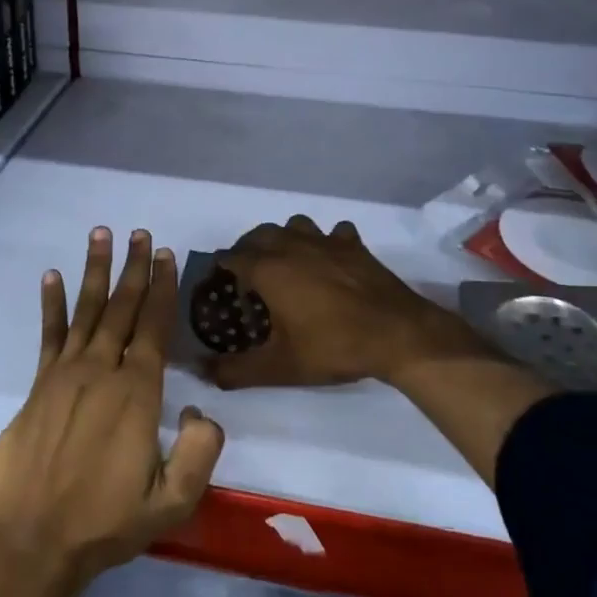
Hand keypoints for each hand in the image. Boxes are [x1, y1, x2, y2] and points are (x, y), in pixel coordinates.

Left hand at [0, 228, 225, 594]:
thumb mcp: (172, 502)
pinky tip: (52, 276)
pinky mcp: (38, 387)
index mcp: (137, 394)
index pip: (154, 328)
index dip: (163, 288)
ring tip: (101, 235)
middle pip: (123, 308)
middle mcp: (102, 372)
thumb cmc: (108, 523)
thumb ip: (200, 453)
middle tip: (140, 233)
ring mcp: (65, 375)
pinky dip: (51, 305)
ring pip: (87, 311)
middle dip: (134, 268)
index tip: (166, 255)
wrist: (36, 544)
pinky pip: (48, 336)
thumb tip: (201, 411)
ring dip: (95, 271)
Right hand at [209, 216, 486, 390]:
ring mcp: (325, 241)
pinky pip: (333, 232)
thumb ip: (235, 370)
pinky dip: (327, 241)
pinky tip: (330, 260)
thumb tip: (200, 370)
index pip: (231, 257)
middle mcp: (292, 245)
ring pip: (294, 225)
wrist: (397, 335)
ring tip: (286, 263)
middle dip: (247, 250)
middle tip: (248, 276)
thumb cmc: (332, 347)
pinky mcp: (353, 245)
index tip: (221, 285)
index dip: (222, 269)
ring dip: (284, 238)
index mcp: (268, 269)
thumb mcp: (279, 367)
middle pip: (258, 235)